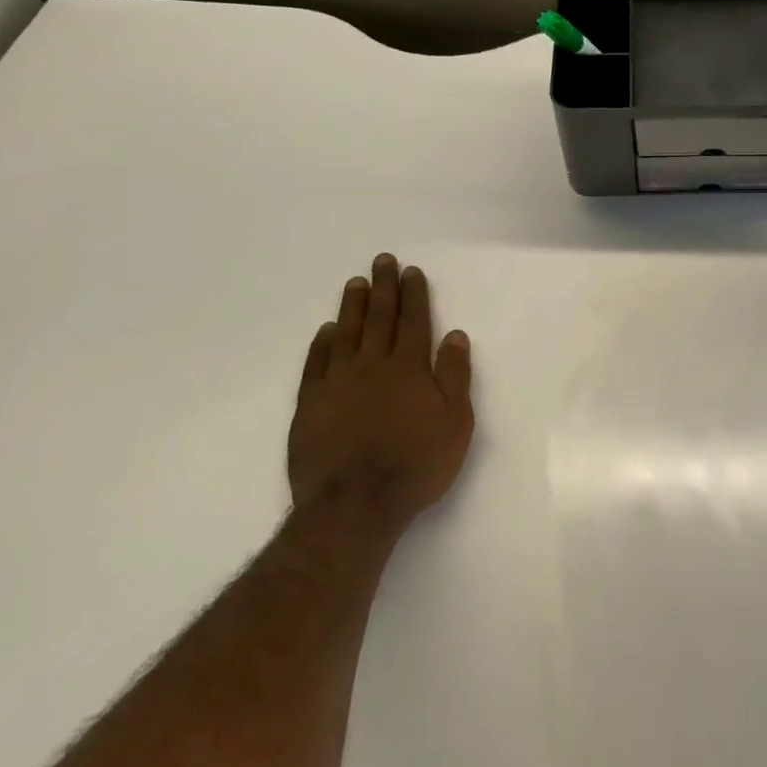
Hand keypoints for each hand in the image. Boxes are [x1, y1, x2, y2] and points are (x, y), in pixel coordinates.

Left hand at [289, 254, 474, 531]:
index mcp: (410, 368)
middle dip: (383, 287)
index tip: (411, 271)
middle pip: (380, 318)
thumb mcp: (455, 423)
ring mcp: (338, 382)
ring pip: (346, 333)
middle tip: (382, 261)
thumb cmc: (416, 465)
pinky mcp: (311, 404)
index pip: (414, 321)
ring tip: (355, 283)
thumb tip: (455, 335)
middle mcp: (373, 365)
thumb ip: (455, 376)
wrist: (354, 506)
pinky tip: (327, 331)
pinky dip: (322, 344)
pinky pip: (316, 364)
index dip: (414, 294)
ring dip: (352, 306)